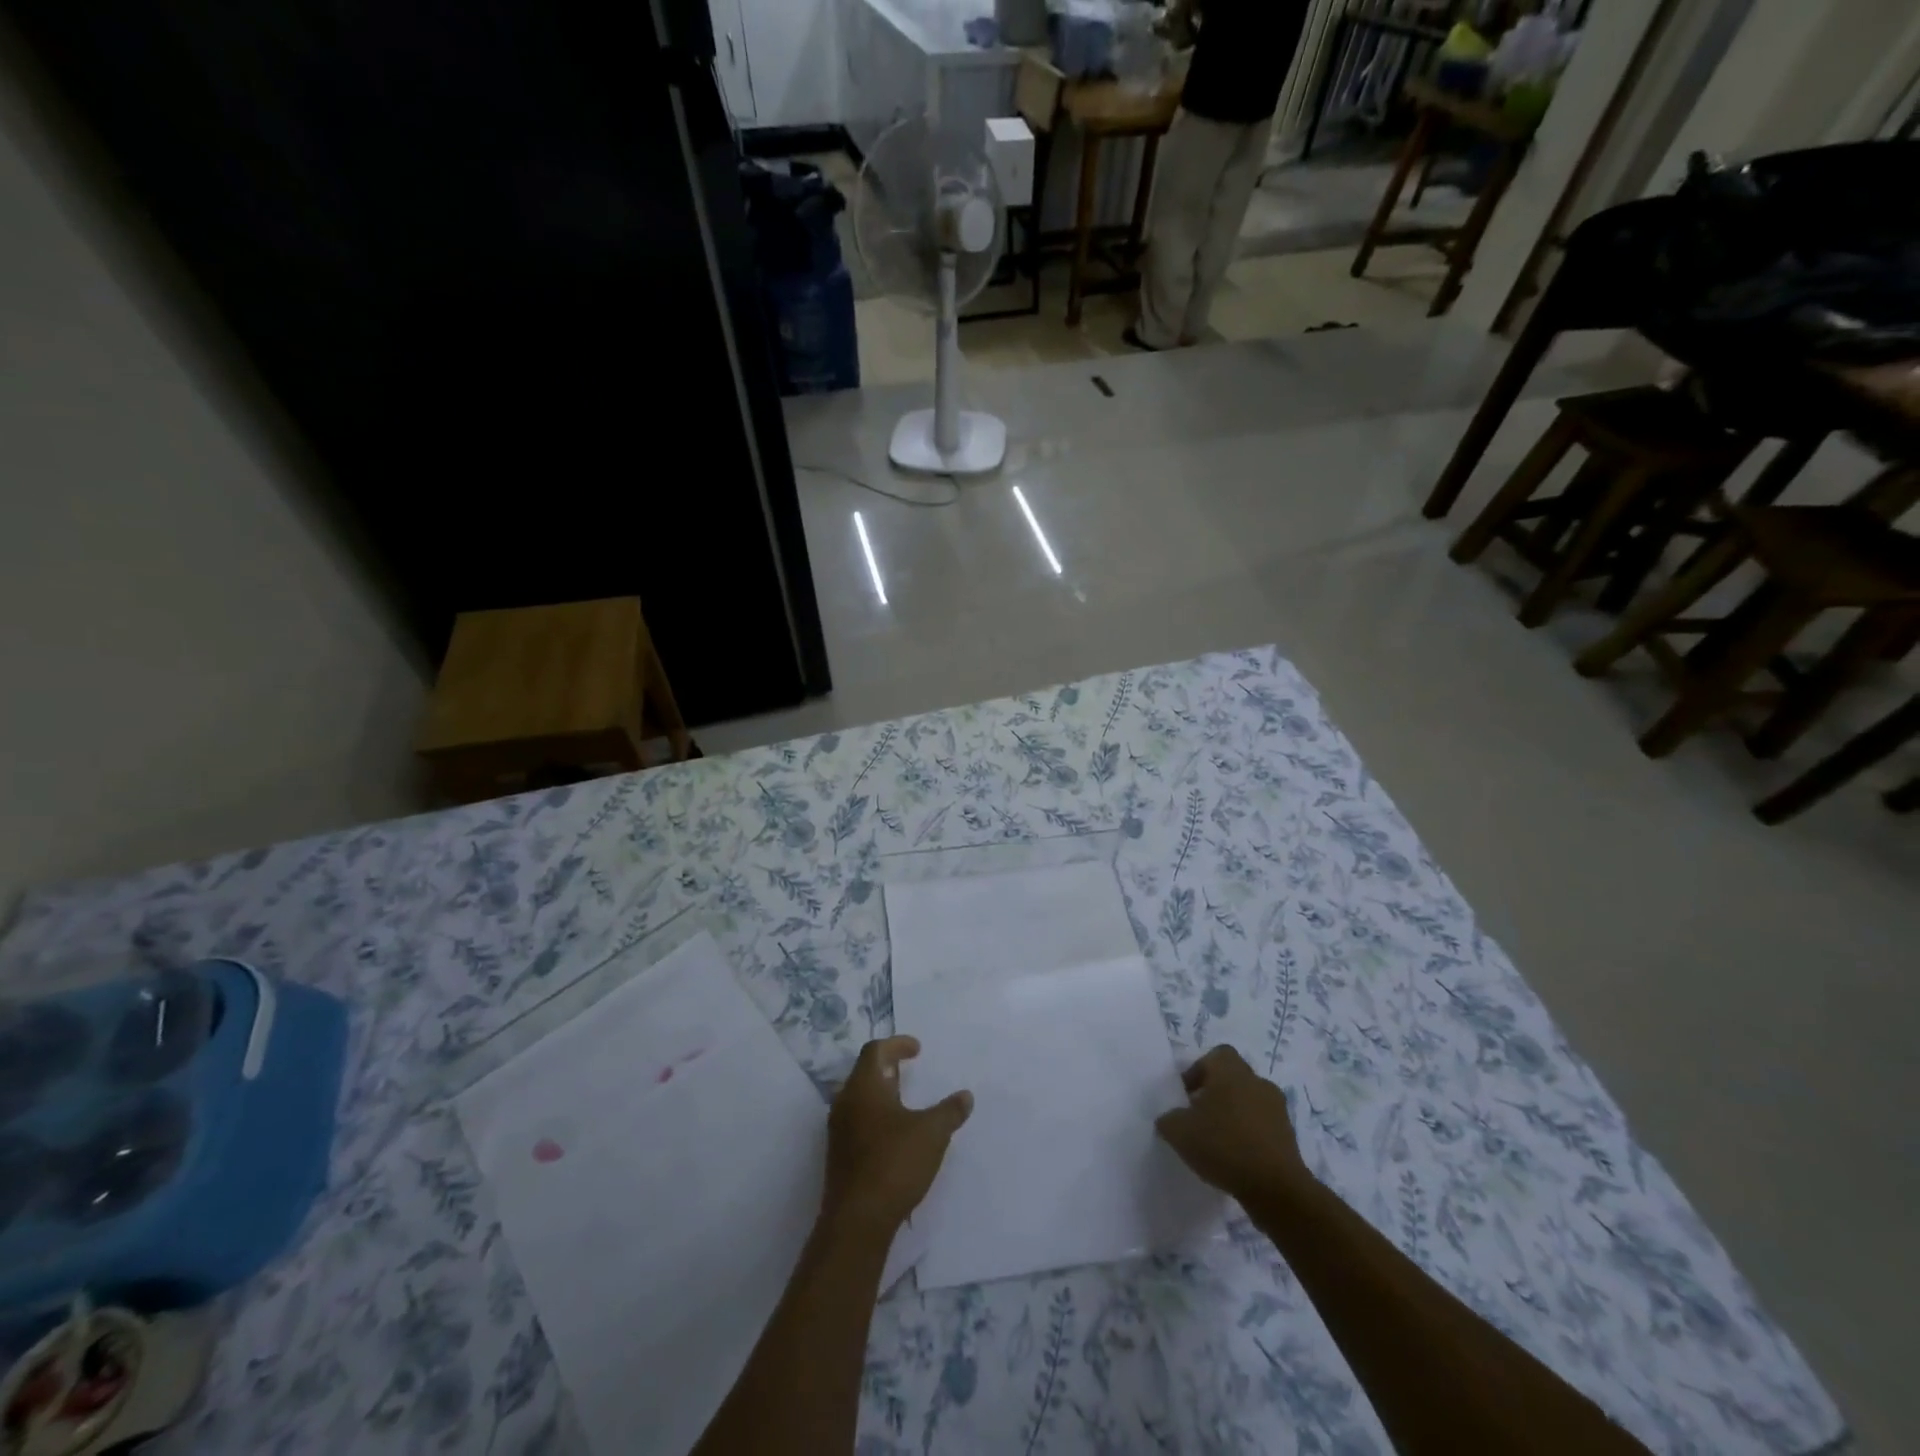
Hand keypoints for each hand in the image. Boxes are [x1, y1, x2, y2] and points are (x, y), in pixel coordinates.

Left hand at [824, 1037, 972, 1235]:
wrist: (857, 1221)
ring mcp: (839, 1131)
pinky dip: (876, 1116)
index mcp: (864, 1087)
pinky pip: (857, 1122)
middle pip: (864, 1073)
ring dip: (882, 1094)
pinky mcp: (839, 1156)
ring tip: (905, 1102)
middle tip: (909, 1070)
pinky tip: (895, 1135)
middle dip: (887, 1068)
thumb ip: (950, 1111)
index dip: (897, 1044)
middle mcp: (846, 1103)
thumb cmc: (894, 1164)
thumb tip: (966, 1095)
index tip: (917, 1049)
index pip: (875, 1051)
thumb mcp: (932, 1134)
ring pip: (859, 1099)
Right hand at [1154, 1046, 1310, 1204]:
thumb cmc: (1224, 1146)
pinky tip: (1237, 1158)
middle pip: (1233, 1078)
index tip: (1187, 1095)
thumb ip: (1168, 1119)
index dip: (1199, 1070)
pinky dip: (1250, 1135)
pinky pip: (1263, 1126)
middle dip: (1216, 1093)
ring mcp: (1277, 1109)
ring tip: (1218, 1141)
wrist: (1276, 1188)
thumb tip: (1170, 1118)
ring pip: (1249, 1102)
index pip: (1216, 1055)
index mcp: (1231, 1071)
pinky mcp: (1289, 1136)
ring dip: (1234, 1115)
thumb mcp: (1179, 1132)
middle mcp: (1257, 1082)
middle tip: (1199, 1117)